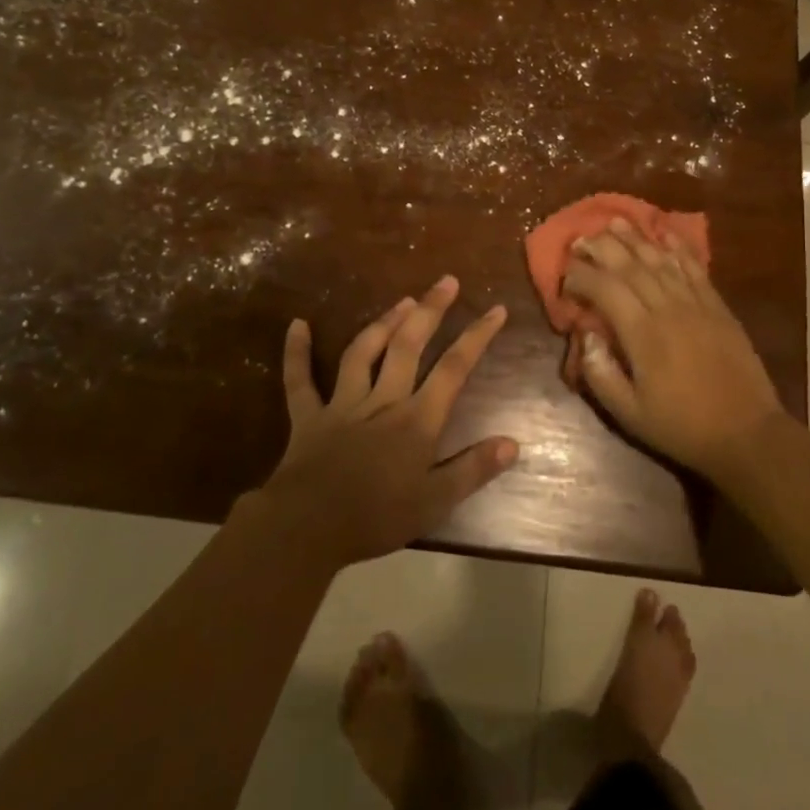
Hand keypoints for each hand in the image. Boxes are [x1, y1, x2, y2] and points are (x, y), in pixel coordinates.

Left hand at [257, 276, 518, 568]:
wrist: (307, 528)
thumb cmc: (376, 517)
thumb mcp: (434, 502)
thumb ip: (473, 470)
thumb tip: (512, 443)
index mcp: (416, 419)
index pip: (454, 368)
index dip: (477, 336)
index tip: (496, 309)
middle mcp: (383, 400)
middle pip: (409, 345)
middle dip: (430, 310)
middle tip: (446, 281)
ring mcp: (343, 404)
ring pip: (363, 352)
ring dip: (383, 323)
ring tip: (403, 300)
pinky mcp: (308, 416)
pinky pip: (300, 380)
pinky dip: (296, 353)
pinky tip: (296, 325)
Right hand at [561, 219, 784, 484]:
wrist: (746, 433)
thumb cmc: (682, 427)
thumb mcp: (629, 415)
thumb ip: (601, 374)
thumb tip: (584, 335)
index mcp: (643, 334)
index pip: (605, 290)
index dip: (581, 277)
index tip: (565, 278)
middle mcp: (668, 308)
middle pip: (630, 265)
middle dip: (602, 247)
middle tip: (581, 238)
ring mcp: (696, 303)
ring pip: (660, 260)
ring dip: (635, 238)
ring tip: (614, 221)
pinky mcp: (717, 305)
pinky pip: (694, 267)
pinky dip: (677, 246)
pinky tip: (665, 231)